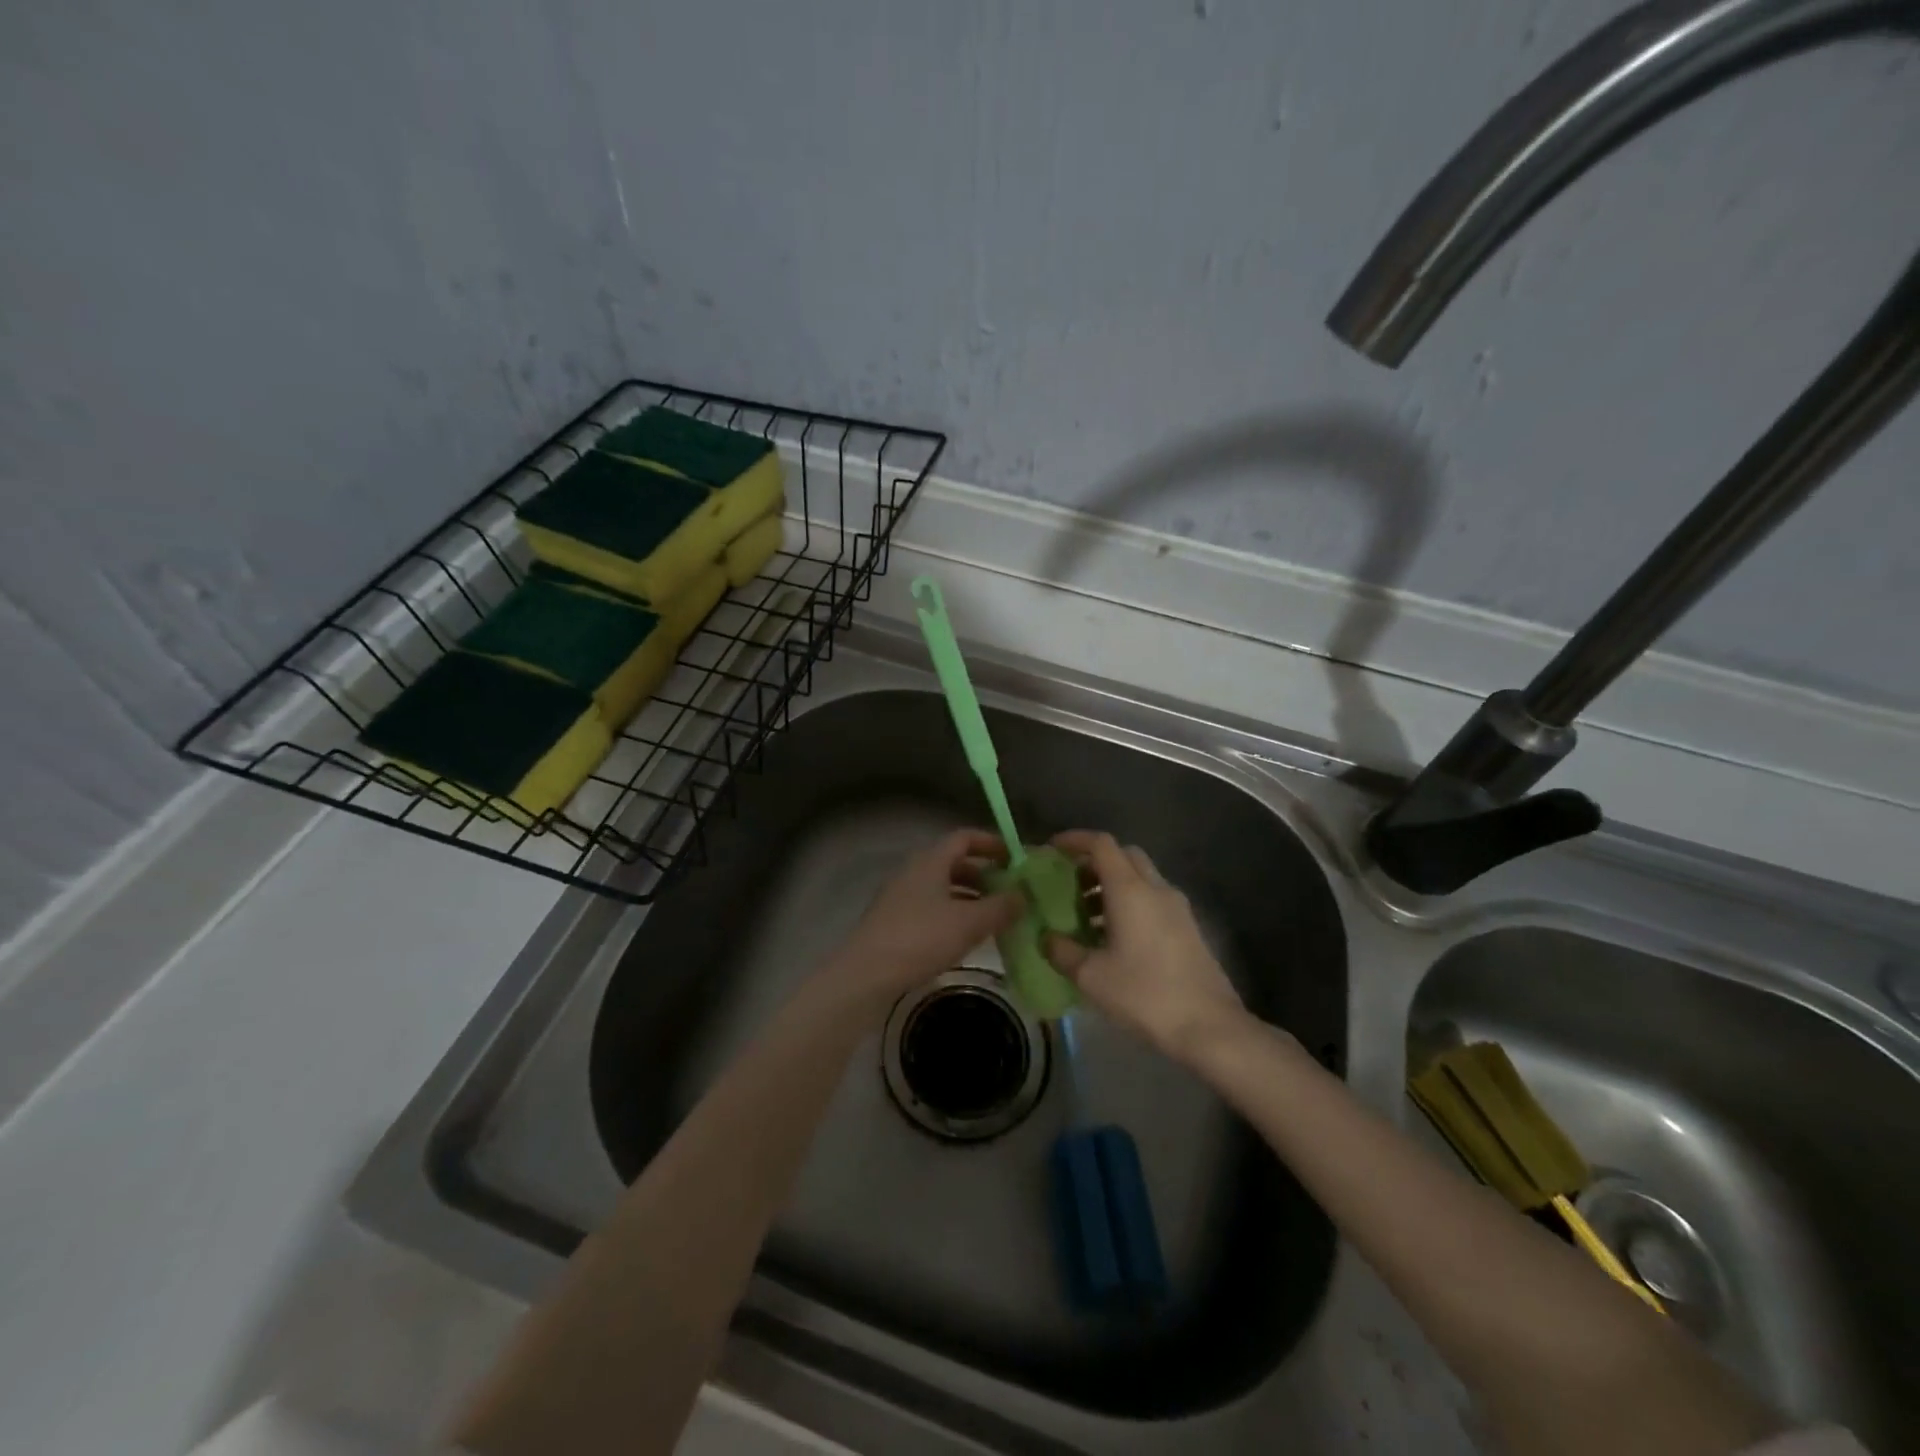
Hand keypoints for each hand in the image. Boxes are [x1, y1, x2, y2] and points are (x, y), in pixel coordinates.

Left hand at [823, 829, 1021, 1011]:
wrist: (866, 975)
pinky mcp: (894, 922)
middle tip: (1010, 892)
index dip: (991, 843)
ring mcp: (901, 897)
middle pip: (954, 863)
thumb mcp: (969, 923)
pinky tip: (966, 938)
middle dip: (984, 875)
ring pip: (943, 888)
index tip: (1016, 858)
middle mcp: (913, 872)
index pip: (964, 838)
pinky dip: (953, 915)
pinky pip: (932, 908)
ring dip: (970, 898)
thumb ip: (1000, 907)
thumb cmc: (920, 939)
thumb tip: (1023, 896)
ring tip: (995, 918)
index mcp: (930, 861)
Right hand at [1044, 831, 1246, 1060]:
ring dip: (1112, 885)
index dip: (1075, 840)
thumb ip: (1062, 951)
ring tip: (1086, 916)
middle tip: (1069, 884)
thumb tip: (1046, 938)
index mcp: (1130, 889)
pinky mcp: (1188, 928)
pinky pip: (1153, 900)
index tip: (1052, 850)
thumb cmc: (1144, 994)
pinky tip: (1114, 938)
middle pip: (1124, 855)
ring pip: (1140, 878)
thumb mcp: (1091, 977)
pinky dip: (1130, 904)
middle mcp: (1156, 889)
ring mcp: (1177, 908)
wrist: (1209, 1026)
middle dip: (1094, 862)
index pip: (1102, 844)